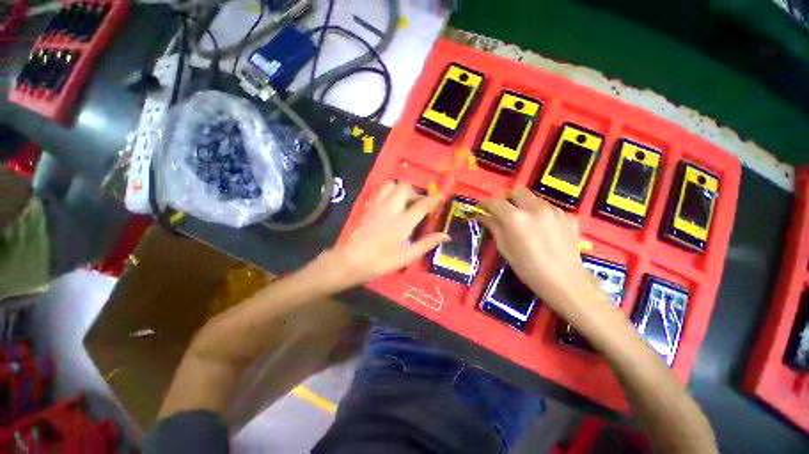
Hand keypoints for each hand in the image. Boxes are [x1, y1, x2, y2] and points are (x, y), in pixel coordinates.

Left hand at [321, 181, 448, 290]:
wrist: (349, 261)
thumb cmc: (380, 262)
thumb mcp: (406, 256)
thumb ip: (426, 244)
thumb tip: (446, 236)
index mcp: (403, 221)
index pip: (423, 204)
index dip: (435, 199)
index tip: (442, 197)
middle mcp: (391, 208)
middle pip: (406, 187)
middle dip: (416, 192)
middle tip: (420, 204)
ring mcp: (377, 206)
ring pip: (391, 185)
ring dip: (402, 189)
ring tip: (406, 202)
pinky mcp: (368, 208)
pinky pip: (380, 191)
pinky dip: (389, 192)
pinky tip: (391, 205)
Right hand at [479, 187, 606, 320]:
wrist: (564, 281)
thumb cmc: (527, 268)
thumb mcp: (505, 248)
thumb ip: (494, 227)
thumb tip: (483, 216)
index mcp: (515, 218)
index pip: (495, 202)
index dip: (485, 202)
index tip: (481, 206)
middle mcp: (535, 208)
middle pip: (518, 191)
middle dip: (508, 198)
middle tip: (505, 212)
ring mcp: (554, 210)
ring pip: (535, 198)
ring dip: (526, 205)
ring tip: (527, 222)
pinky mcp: (568, 216)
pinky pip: (550, 208)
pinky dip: (542, 214)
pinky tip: (544, 229)